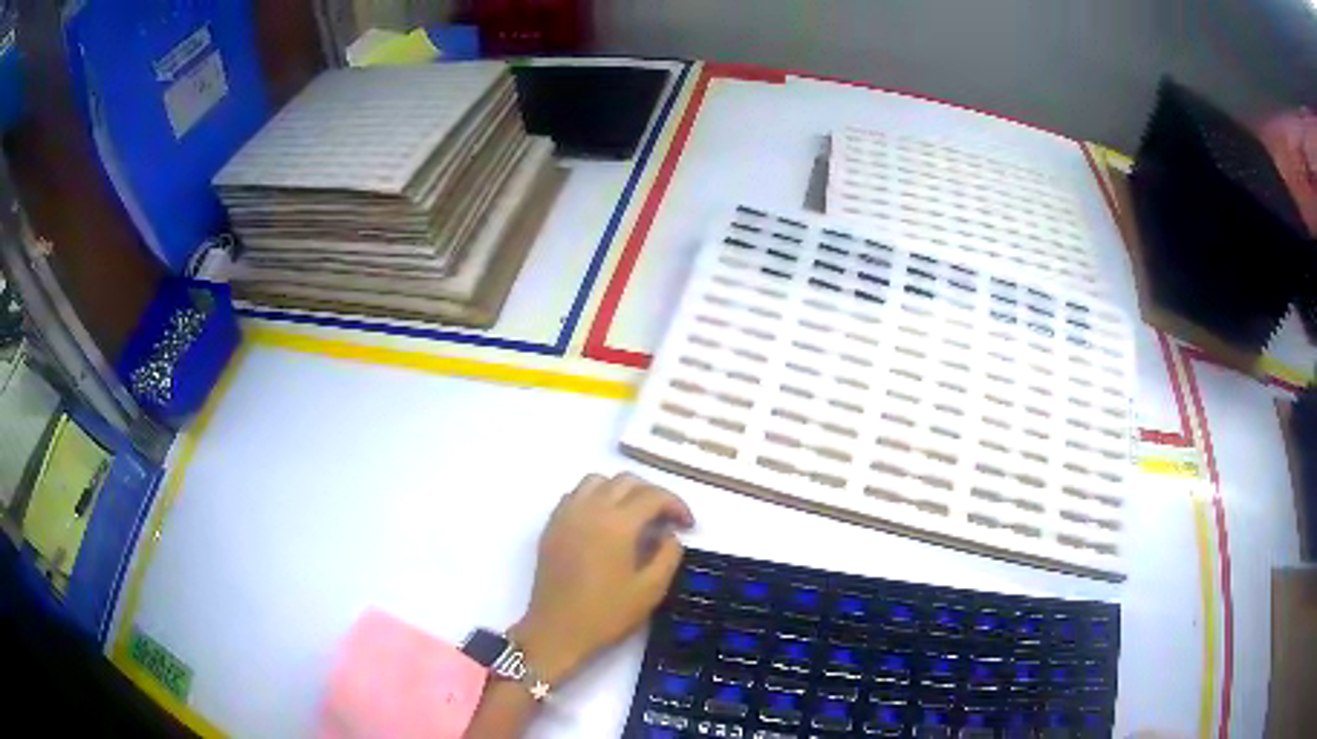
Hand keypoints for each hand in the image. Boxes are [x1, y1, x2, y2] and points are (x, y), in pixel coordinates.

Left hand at [510, 473, 694, 684]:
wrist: (557, 630)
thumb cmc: (606, 614)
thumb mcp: (651, 590)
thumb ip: (668, 555)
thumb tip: (669, 535)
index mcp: (617, 524)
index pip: (653, 496)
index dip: (676, 505)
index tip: (687, 525)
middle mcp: (590, 509)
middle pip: (626, 481)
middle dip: (652, 494)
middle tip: (666, 520)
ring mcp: (567, 515)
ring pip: (598, 481)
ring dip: (621, 490)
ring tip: (634, 516)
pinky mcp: (552, 526)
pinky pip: (576, 495)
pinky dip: (595, 497)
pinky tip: (604, 523)